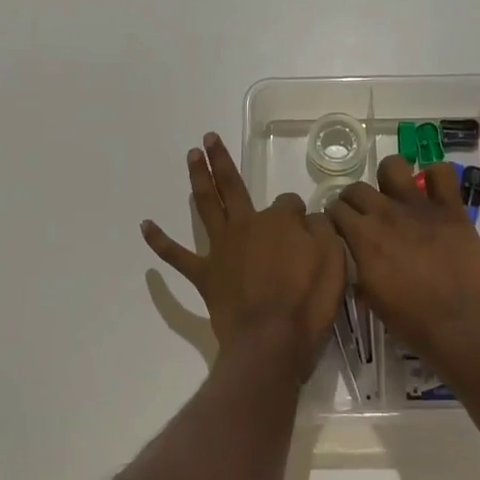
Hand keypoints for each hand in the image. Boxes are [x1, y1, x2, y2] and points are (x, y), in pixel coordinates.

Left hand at [142, 132, 346, 379]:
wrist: (272, 340)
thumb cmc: (307, 302)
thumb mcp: (333, 260)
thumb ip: (322, 231)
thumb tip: (311, 218)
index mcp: (279, 221)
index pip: (289, 204)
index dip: (298, 215)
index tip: (306, 230)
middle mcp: (246, 225)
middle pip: (233, 185)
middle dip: (221, 161)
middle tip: (209, 139)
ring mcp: (221, 248)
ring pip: (206, 205)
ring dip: (198, 179)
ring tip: (191, 156)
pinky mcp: (204, 275)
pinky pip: (178, 255)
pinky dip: (160, 241)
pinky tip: (146, 226)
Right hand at [328, 156, 479, 368]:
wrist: (460, 323)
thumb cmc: (412, 319)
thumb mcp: (371, 298)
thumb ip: (359, 268)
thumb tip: (357, 256)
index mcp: (363, 237)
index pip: (336, 210)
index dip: (335, 218)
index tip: (341, 228)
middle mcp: (386, 214)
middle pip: (357, 188)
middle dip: (354, 199)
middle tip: (364, 215)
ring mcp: (420, 207)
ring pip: (393, 166)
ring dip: (389, 178)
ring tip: (395, 194)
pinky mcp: (451, 208)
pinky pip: (442, 173)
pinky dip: (436, 176)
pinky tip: (433, 192)